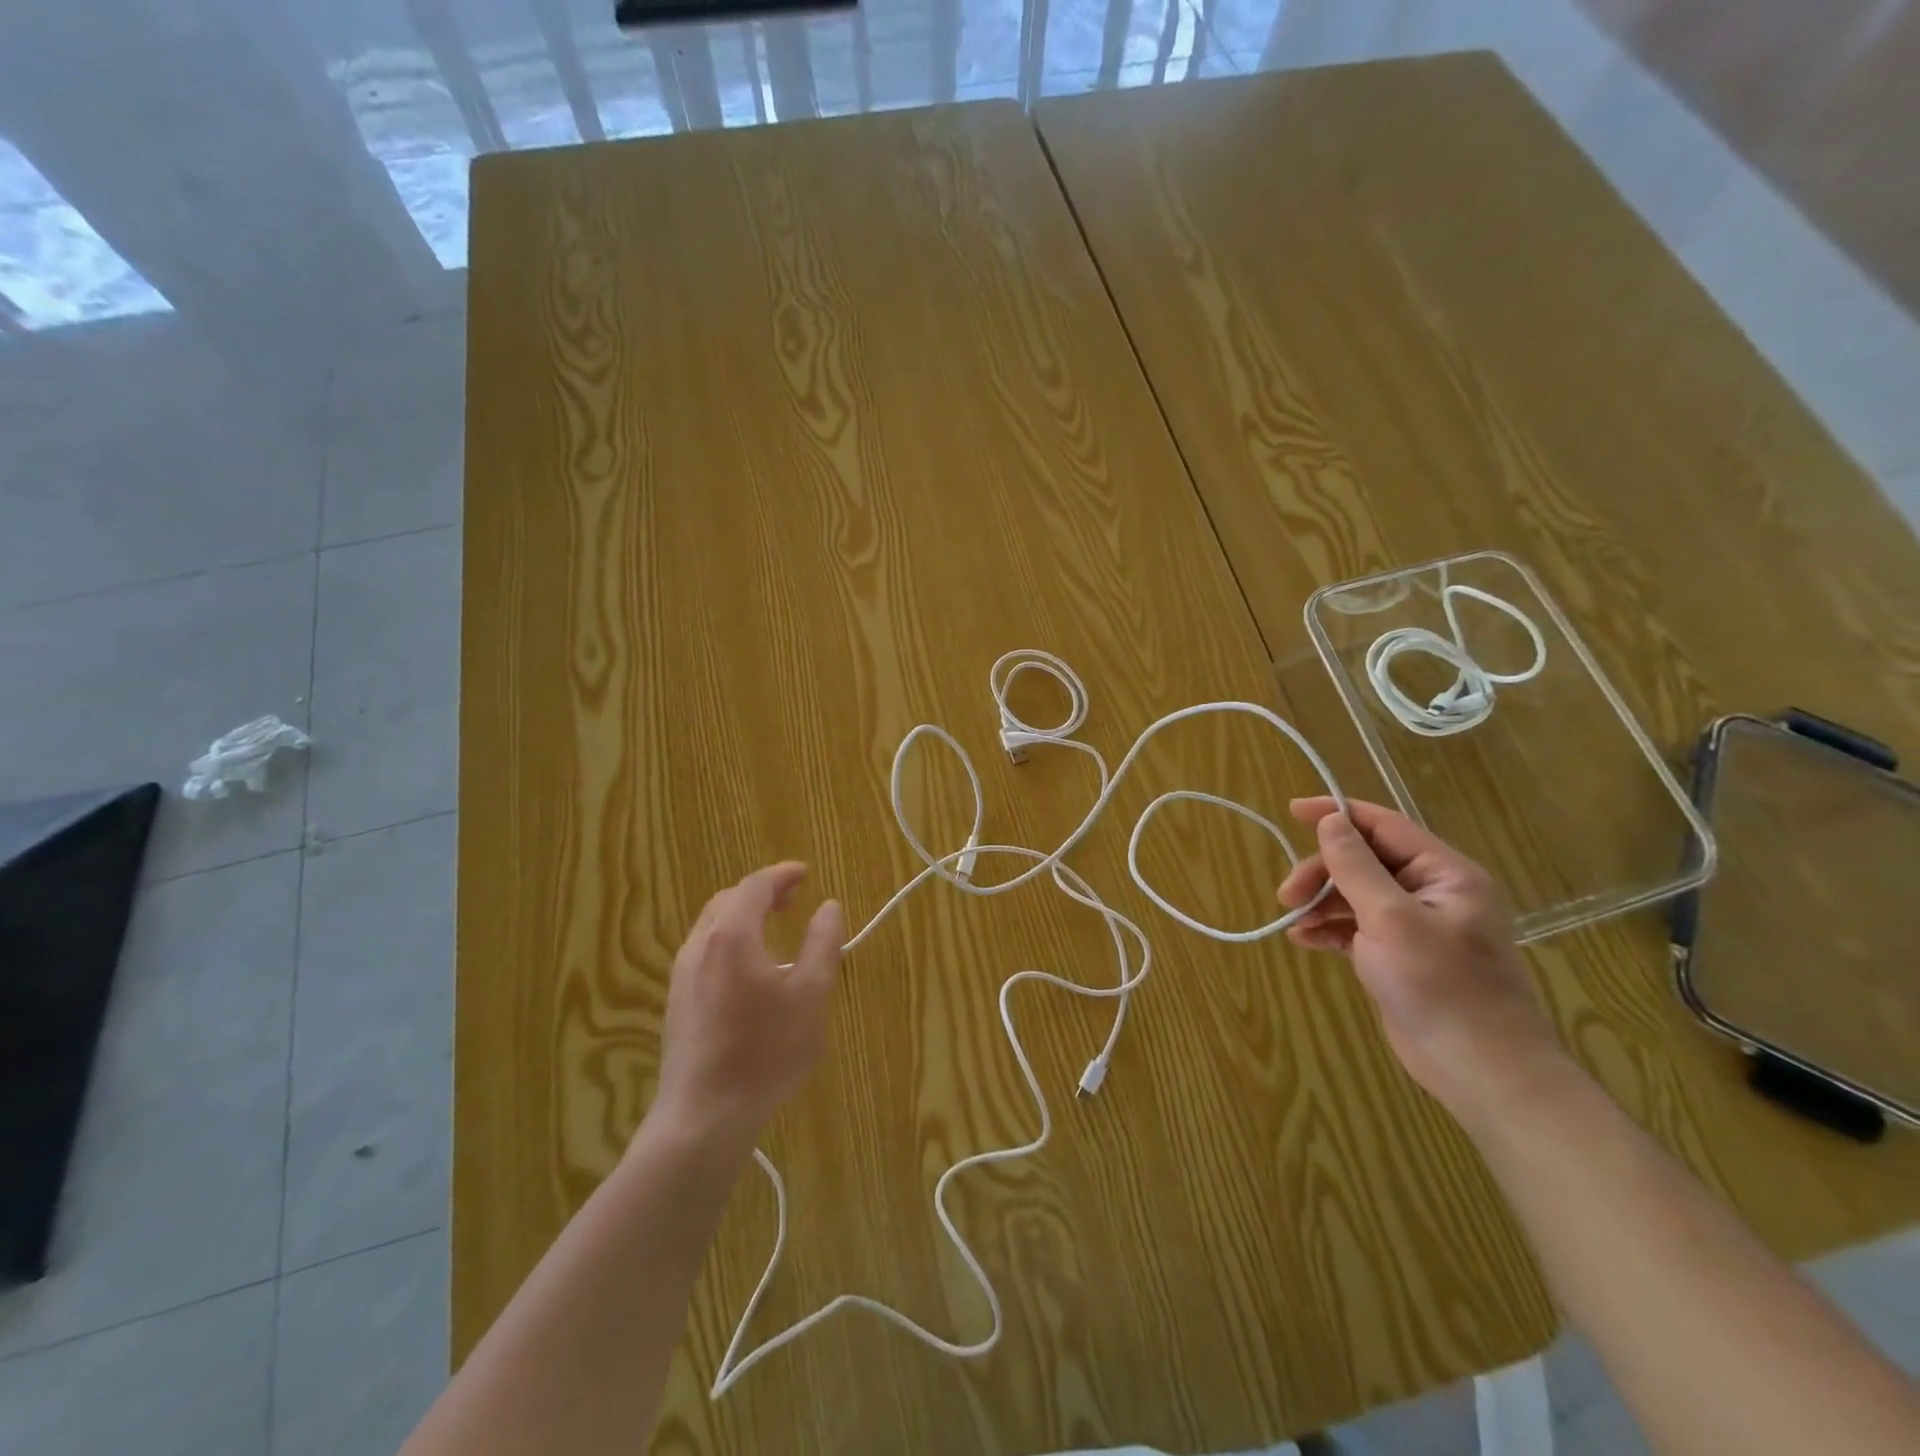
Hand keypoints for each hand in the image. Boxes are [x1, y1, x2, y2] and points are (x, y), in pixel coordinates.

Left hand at [653, 863, 844, 1151]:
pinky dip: (731, 939)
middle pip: (728, 901)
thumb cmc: (765, 1051)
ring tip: (774, 926)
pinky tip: (750, 968)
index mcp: (731, 935)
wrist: (704, 1116)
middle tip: (793, 897)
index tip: (805, 873)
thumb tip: (828, 906)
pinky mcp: (677, 1001)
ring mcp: (682, 974)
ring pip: (712, 926)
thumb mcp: (811, 995)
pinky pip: (705, 950)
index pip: (755, 886)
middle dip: (762, 892)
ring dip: (744, 915)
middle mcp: (700, 946)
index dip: (781, 874)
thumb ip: (822, 944)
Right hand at [1276, 797, 1565, 1122]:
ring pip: (1356, 893)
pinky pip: (1356, 926)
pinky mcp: (1400, 955)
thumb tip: (1331, 820)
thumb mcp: (1390, 919)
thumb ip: (1356, 866)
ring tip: (1292, 921)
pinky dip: (1329, 928)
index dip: (1337, 814)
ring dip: (1321, 901)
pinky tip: (1303, 940)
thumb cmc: (1440, 986)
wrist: (1481, 1070)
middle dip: (1322, 872)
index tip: (1292, 811)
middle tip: (1287, 896)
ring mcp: (1415, 925)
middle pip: (1364, 861)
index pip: (1384, 826)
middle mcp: (1431, 892)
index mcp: (1444, 873)